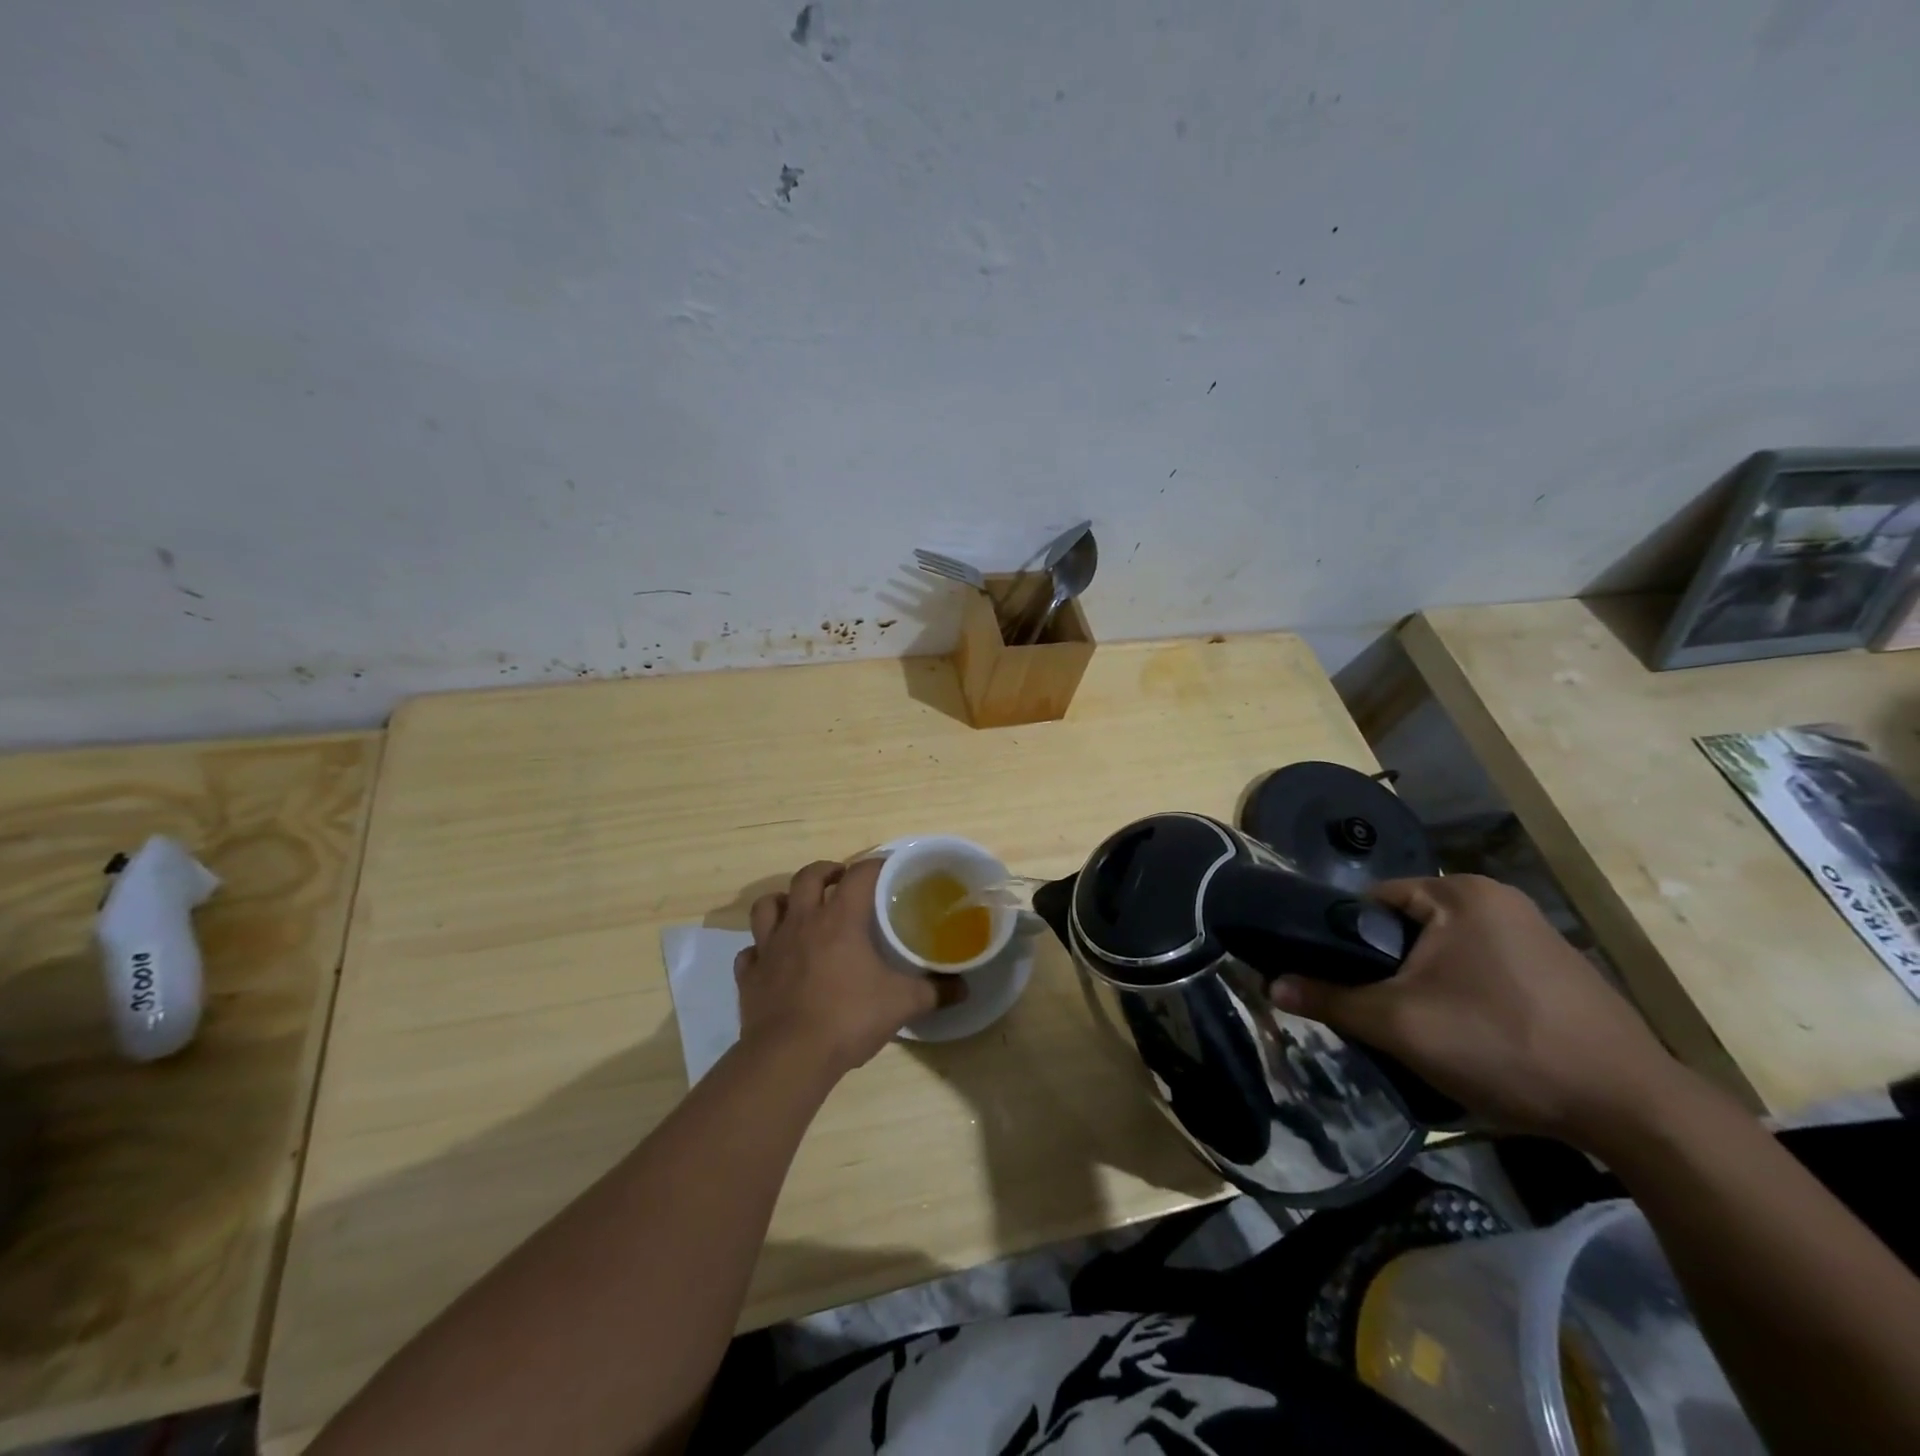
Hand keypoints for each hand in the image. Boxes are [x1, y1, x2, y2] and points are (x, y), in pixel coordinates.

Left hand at [735, 858, 962, 1075]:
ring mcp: (770, 948)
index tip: (888, 868)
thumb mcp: (902, 1004)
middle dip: (825, 872)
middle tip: (840, 881)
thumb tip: (965, 988)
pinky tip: (773, 960)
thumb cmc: (848, 1018)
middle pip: (807, 877)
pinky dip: (760, 950)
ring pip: (768, 906)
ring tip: (799, 910)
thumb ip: (935, 991)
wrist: (788, 1057)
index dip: (875, 865)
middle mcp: (801, 922)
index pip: (859, 874)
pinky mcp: (749, 976)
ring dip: (783, 902)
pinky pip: (750, 952)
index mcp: (840, 919)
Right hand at [1269, 874, 1682, 1144]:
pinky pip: (1480, 971)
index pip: (1372, 902)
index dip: (1342, 940)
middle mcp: (1497, 901)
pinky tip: (1465, 1037)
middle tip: (1372, 1011)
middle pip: (1407, 929)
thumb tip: (1271, 986)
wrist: (1635, 1111)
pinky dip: (1460, 996)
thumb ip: (1331, 1000)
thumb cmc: (1505, 1045)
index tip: (1333, 980)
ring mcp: (1532, 935)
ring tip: (1414, 1029)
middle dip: (1385, 969)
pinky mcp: (1554, 973)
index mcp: (1461, 894)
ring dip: (1421, 985)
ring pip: (1442, 953)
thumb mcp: (1401, 1024)